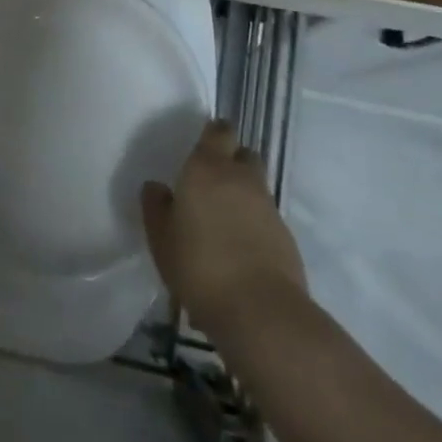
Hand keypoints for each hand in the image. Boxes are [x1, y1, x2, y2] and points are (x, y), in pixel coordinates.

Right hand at [140, 120, 306, 336]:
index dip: (212, 134)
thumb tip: (156, 187)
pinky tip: (238, 245)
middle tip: (210, 181)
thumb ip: (156, 207)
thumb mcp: (161, 238)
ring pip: (256, 185)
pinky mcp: (285, 235)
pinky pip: (265, 215)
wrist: (259, 310)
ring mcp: (268, 206)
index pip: (218, 131)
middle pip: (243, 154)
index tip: (201, 144)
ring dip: (242, 193)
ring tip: (222, 218)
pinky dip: (253, 221)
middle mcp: (241, 178)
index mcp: (207, 169)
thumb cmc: (198, 265)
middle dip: (231, 160)